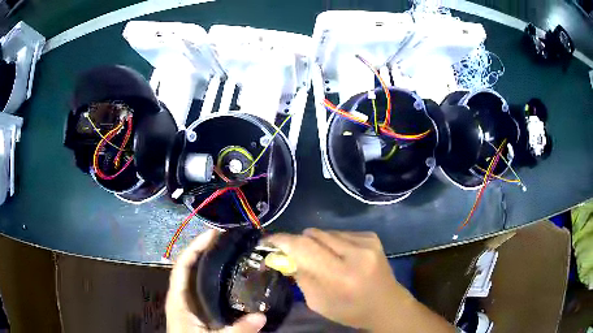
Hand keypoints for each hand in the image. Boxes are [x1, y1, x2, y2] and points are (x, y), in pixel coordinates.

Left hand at [165, 230, 266, 332]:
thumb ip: (238, 330)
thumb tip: (262, 316)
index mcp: (178, 299)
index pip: (182, 265)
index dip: (194, 247)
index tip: (212, 234)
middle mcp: (180, 296)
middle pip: (188, 267)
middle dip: (203, 251)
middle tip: (226, 241)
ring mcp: (187, 303)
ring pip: (195, 278)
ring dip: (208, 263)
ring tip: (228, 253)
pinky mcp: (195, 311)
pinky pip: (202, 289)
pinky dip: (212, 279)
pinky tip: (227, 279)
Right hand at [266, 229, 453, 332]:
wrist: (387, 304)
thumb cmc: (350, 310)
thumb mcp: (318, 302)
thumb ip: (300, 276)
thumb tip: (282, 256)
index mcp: (340, 275)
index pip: (303, 247)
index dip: (281, 241)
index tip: (267, 242)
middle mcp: (355, 253)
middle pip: (312, 234)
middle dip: (298, 243)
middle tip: (293, 255)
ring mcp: (366, 241)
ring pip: (325, 232)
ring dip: (316, 243)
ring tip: (321, 259)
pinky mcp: (371, 236)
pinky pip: (339, 233)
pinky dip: (332, 243)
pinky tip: (339, 257)